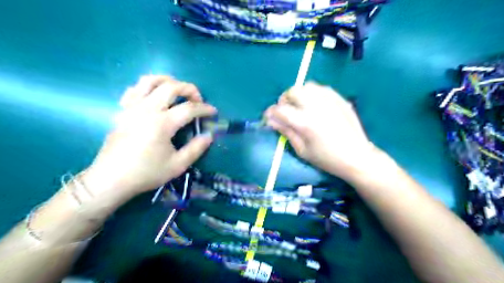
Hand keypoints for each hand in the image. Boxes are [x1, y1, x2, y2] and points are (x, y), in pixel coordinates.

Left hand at [83, 75, 215, 198]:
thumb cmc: (146, 173)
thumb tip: (209, 135)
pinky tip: (155, 97)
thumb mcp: (177, 165)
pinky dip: (148, 87)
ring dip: (168, 81)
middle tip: (198, 100)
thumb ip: (196, 148)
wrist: (111, 179)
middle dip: (189, 89)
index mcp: (162, 124)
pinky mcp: (122, 110)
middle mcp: (147, 109)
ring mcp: (132, 107)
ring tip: (178, 90)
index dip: (205, 109)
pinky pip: (135, 89)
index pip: (189, 108)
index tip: (213, 112)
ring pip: (150, 80)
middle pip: (171, 86)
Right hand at [265, 80, 377, 179]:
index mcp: (304, 122)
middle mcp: (315, 106)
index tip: (269, 118)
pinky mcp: (339, 99)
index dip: (270, 113)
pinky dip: (313, 94)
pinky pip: (321, 88)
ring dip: (299, 95)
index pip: (280, 110)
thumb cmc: (326, 158)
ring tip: (300, 106)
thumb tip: (271, 120)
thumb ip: (286, 132)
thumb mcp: (302, 150)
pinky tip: (315, 105)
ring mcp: (329, 100)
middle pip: (292, 92)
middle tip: (286, 112)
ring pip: (307, 86)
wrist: (356, 156)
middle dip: (284, 100)